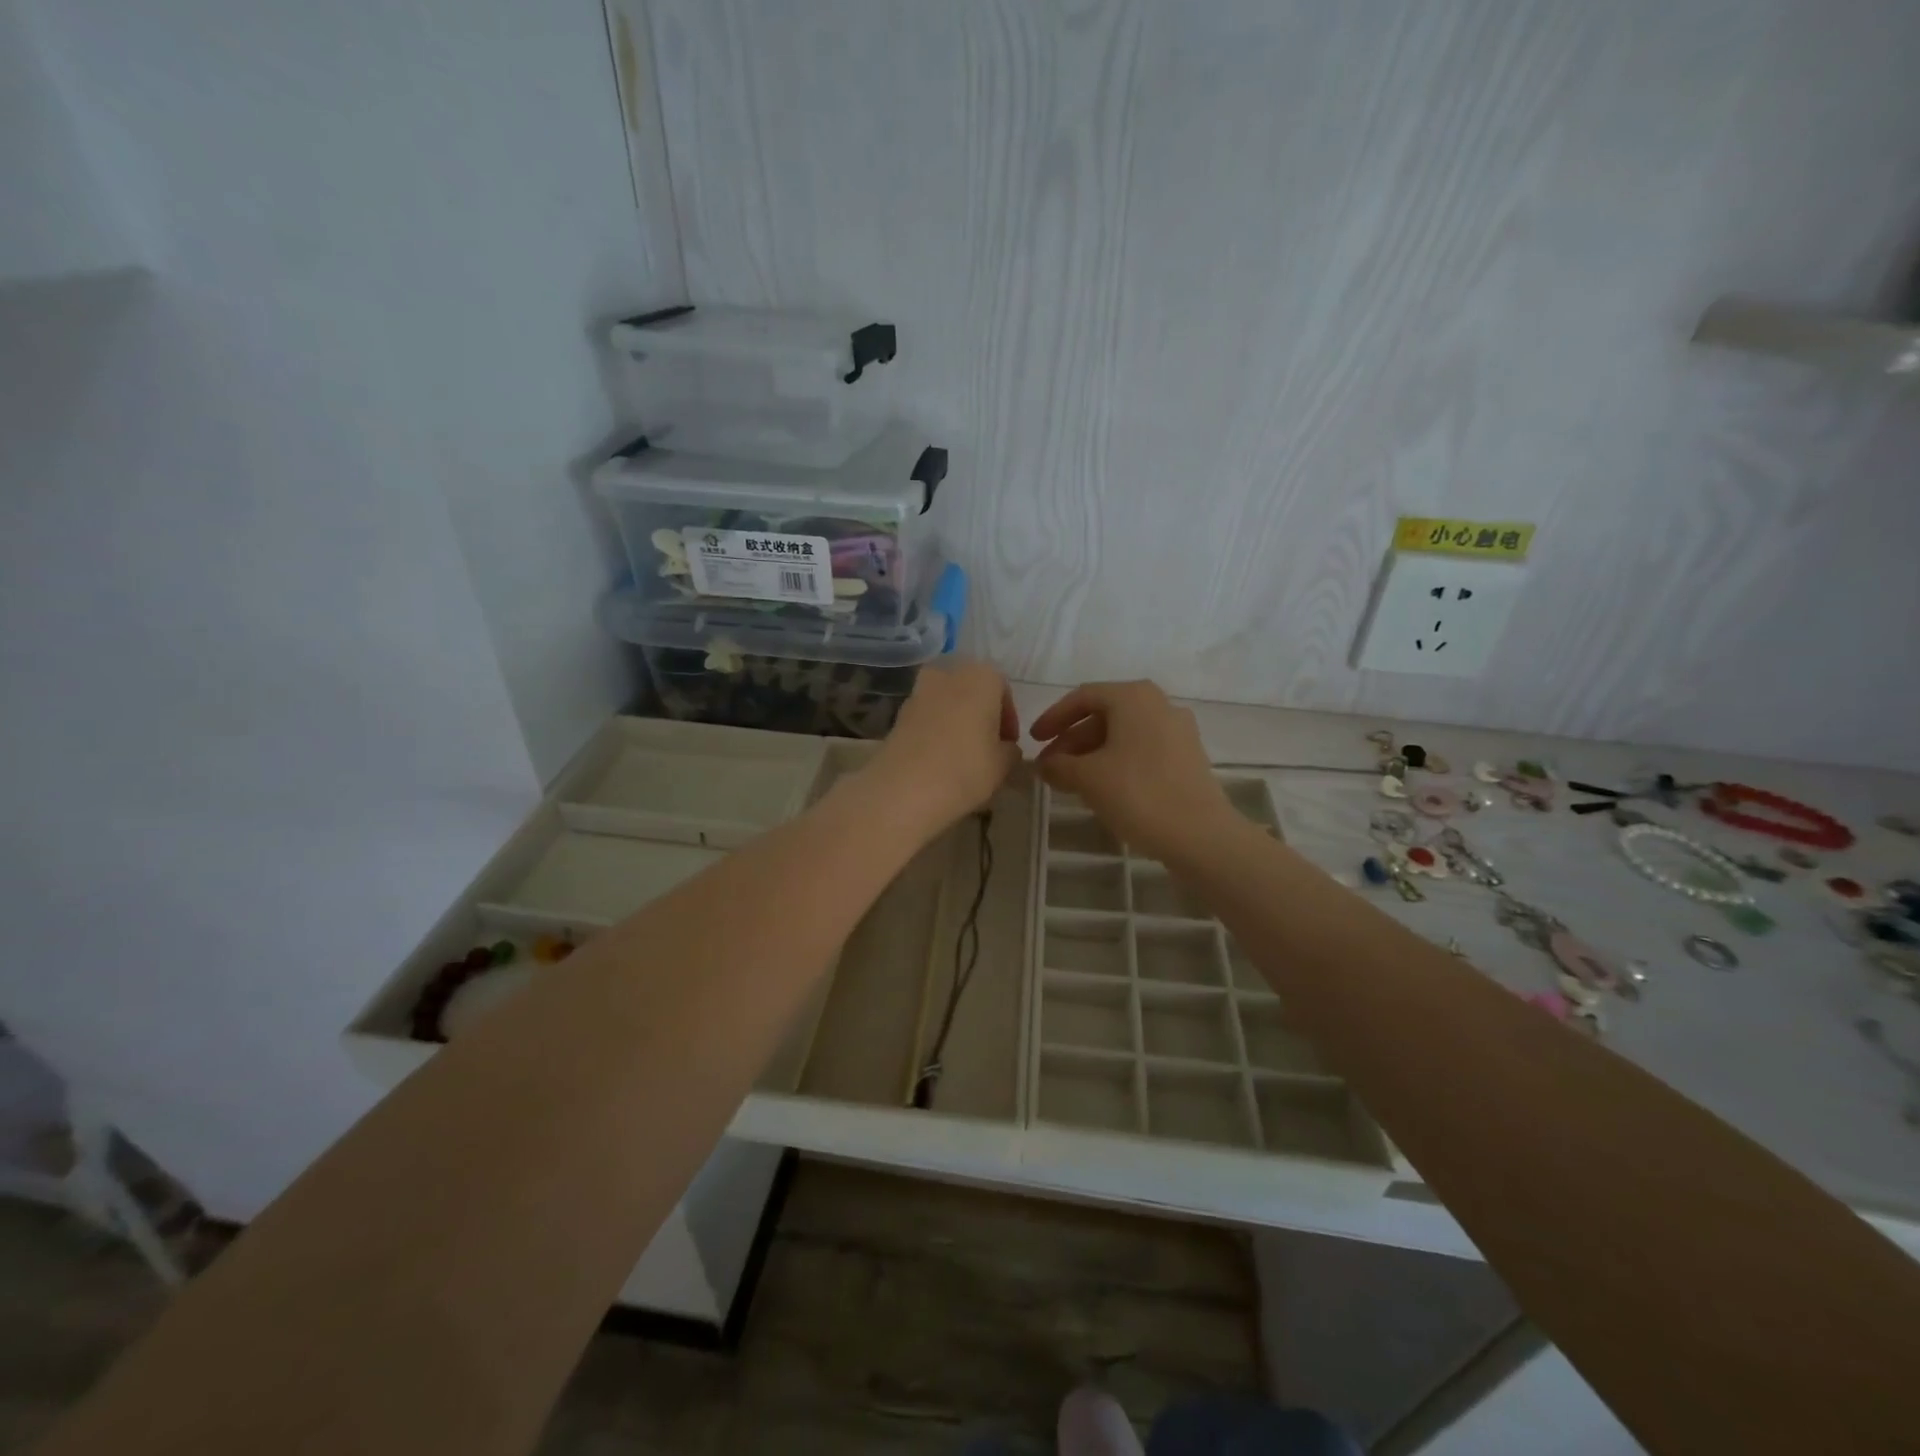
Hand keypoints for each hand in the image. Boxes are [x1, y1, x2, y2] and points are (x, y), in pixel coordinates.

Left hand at [868, 658, 1021, 831]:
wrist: (904, 789)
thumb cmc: (965, 769)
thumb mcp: (1003, 764)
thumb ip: (1010, 750)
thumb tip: (1005, 747)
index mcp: (980, 677)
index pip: (1002, 688)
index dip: (1008, 717)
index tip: (1008, 743)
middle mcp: (947, 675)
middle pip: (971, 690)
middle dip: (980, 714)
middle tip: (987, 745)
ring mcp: (918, 693)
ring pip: (947, 703)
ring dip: (957, 722)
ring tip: (962, 756)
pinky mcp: (897, 714)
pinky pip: (926, 718)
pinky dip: (935, 732)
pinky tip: (939, 759)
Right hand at [1030, 681, 1234, 862]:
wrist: (1200, 835)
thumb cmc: (1138, 794)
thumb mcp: (1087, 778)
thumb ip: (1059, 765)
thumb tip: (1044, 764)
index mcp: (1133, 697)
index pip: (1082, 697)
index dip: (1053, 718)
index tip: (1034, 741)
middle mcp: (1159, 704)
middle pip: (1104, 714)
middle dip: (1072, 740)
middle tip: (1050, 766)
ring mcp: (1178, 730)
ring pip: (1123, 733)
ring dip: (1092, 753)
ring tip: (1070, 781)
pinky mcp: (1188, 756)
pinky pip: (1141, 749)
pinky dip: (1116, 761)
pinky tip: (1103, 788)